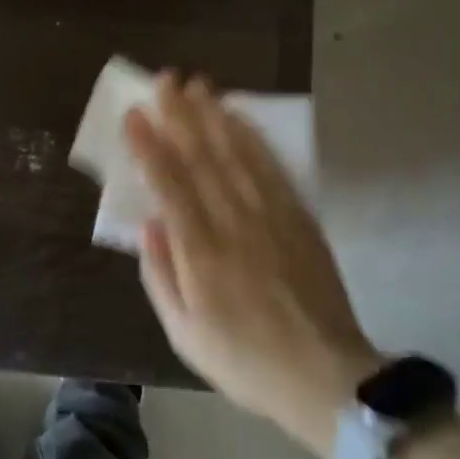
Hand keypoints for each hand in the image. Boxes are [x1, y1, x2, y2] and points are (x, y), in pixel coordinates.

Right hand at [126, 74, 380, 458]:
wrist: (325, 378)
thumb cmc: (243, 360)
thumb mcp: (184, 333)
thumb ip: (160, 274)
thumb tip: (148, 222)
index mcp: (201, 253)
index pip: (170, 185)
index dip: (149, 146)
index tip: (134, 113)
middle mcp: (235, 224)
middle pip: (203, 158)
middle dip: (181, 115)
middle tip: (165, 80)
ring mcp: (271, 217)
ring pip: (237, 154)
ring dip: (214, 116)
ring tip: (198, 85)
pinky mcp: (299, 218)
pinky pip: (272, 169)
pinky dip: (254, 138)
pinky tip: (240, 117)